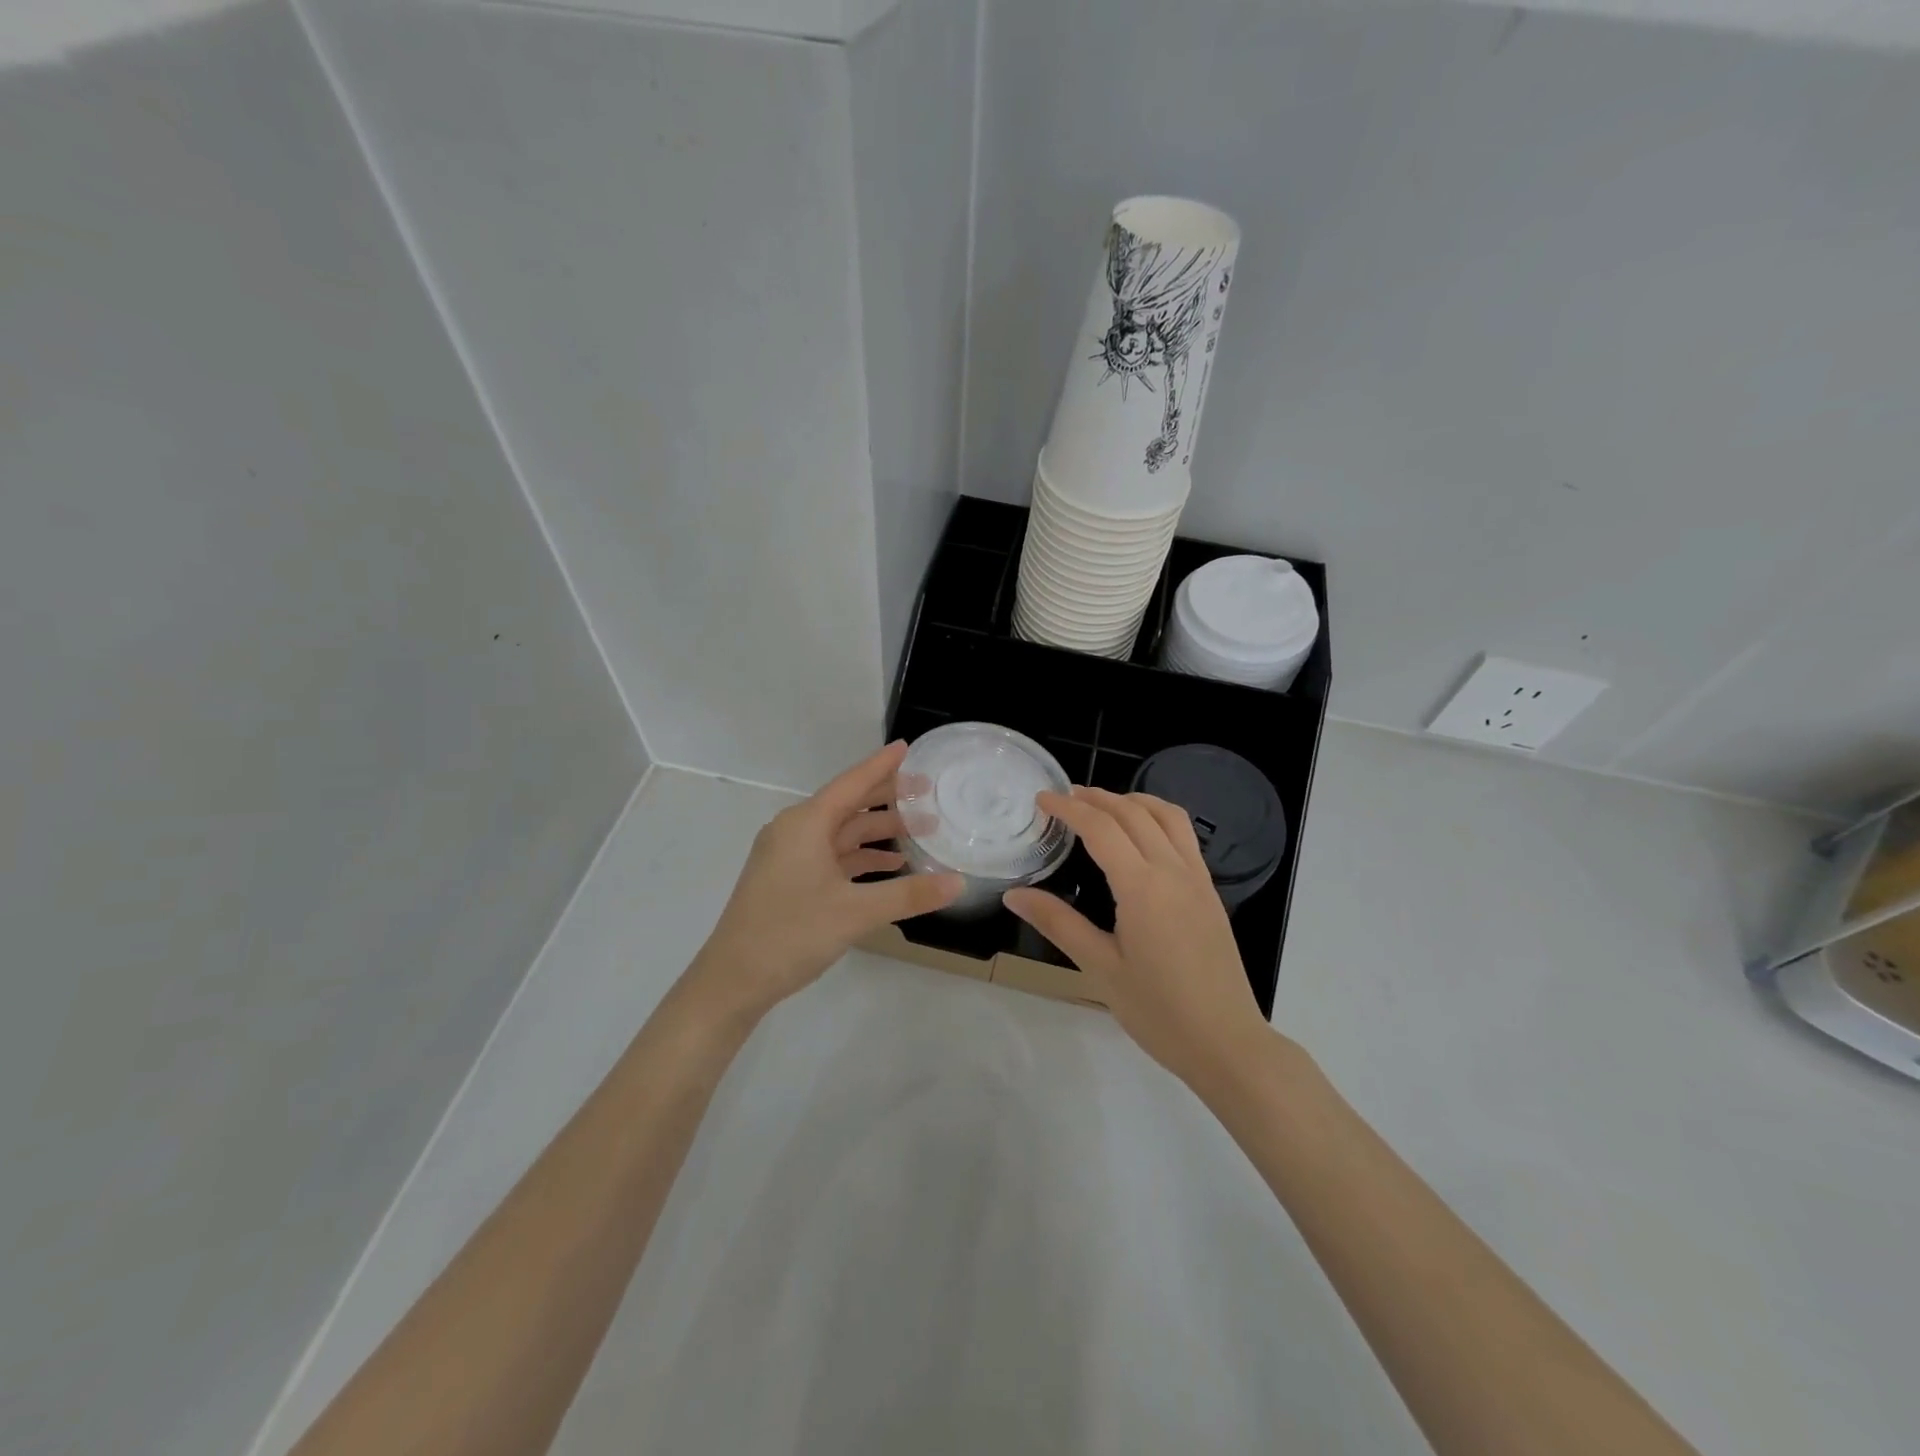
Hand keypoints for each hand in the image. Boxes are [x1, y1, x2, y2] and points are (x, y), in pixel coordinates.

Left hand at [688, 742, 962, 1022]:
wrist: (732, 980)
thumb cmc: (791, 934)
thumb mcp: (855, 912)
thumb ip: (909, 895)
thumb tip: (959, 882)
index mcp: (805, 824)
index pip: (852, 783)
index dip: (882, 765)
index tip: (908, 747)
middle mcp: (795, 830)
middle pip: (848, 805)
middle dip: (887, 799)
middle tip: (928, 792)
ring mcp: (789, 856)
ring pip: (841, 833)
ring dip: (877, 832)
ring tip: (920, 831)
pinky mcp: (788, 879)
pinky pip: (831, 856)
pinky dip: (860, 857)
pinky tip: (890, 866)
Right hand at [1004, 787, 1271, 1090]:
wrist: (1226, 1042)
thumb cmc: (1157, 1011)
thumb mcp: (1100, 968)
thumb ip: (1058, 923)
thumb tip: (1013, 895)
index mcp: (1142, 887)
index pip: (1100, 828)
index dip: (1068, 808)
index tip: (1042, 799)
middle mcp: (1173, 871)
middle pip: (1133, 812)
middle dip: (1096, 798)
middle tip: (1065, 797)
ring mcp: (1197, 878)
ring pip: (1166, 815)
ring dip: (1132, 800)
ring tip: (1103, 804)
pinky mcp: (1210, 892)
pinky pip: (1184, 835)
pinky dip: (1158, 817)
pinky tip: (1142, 834)